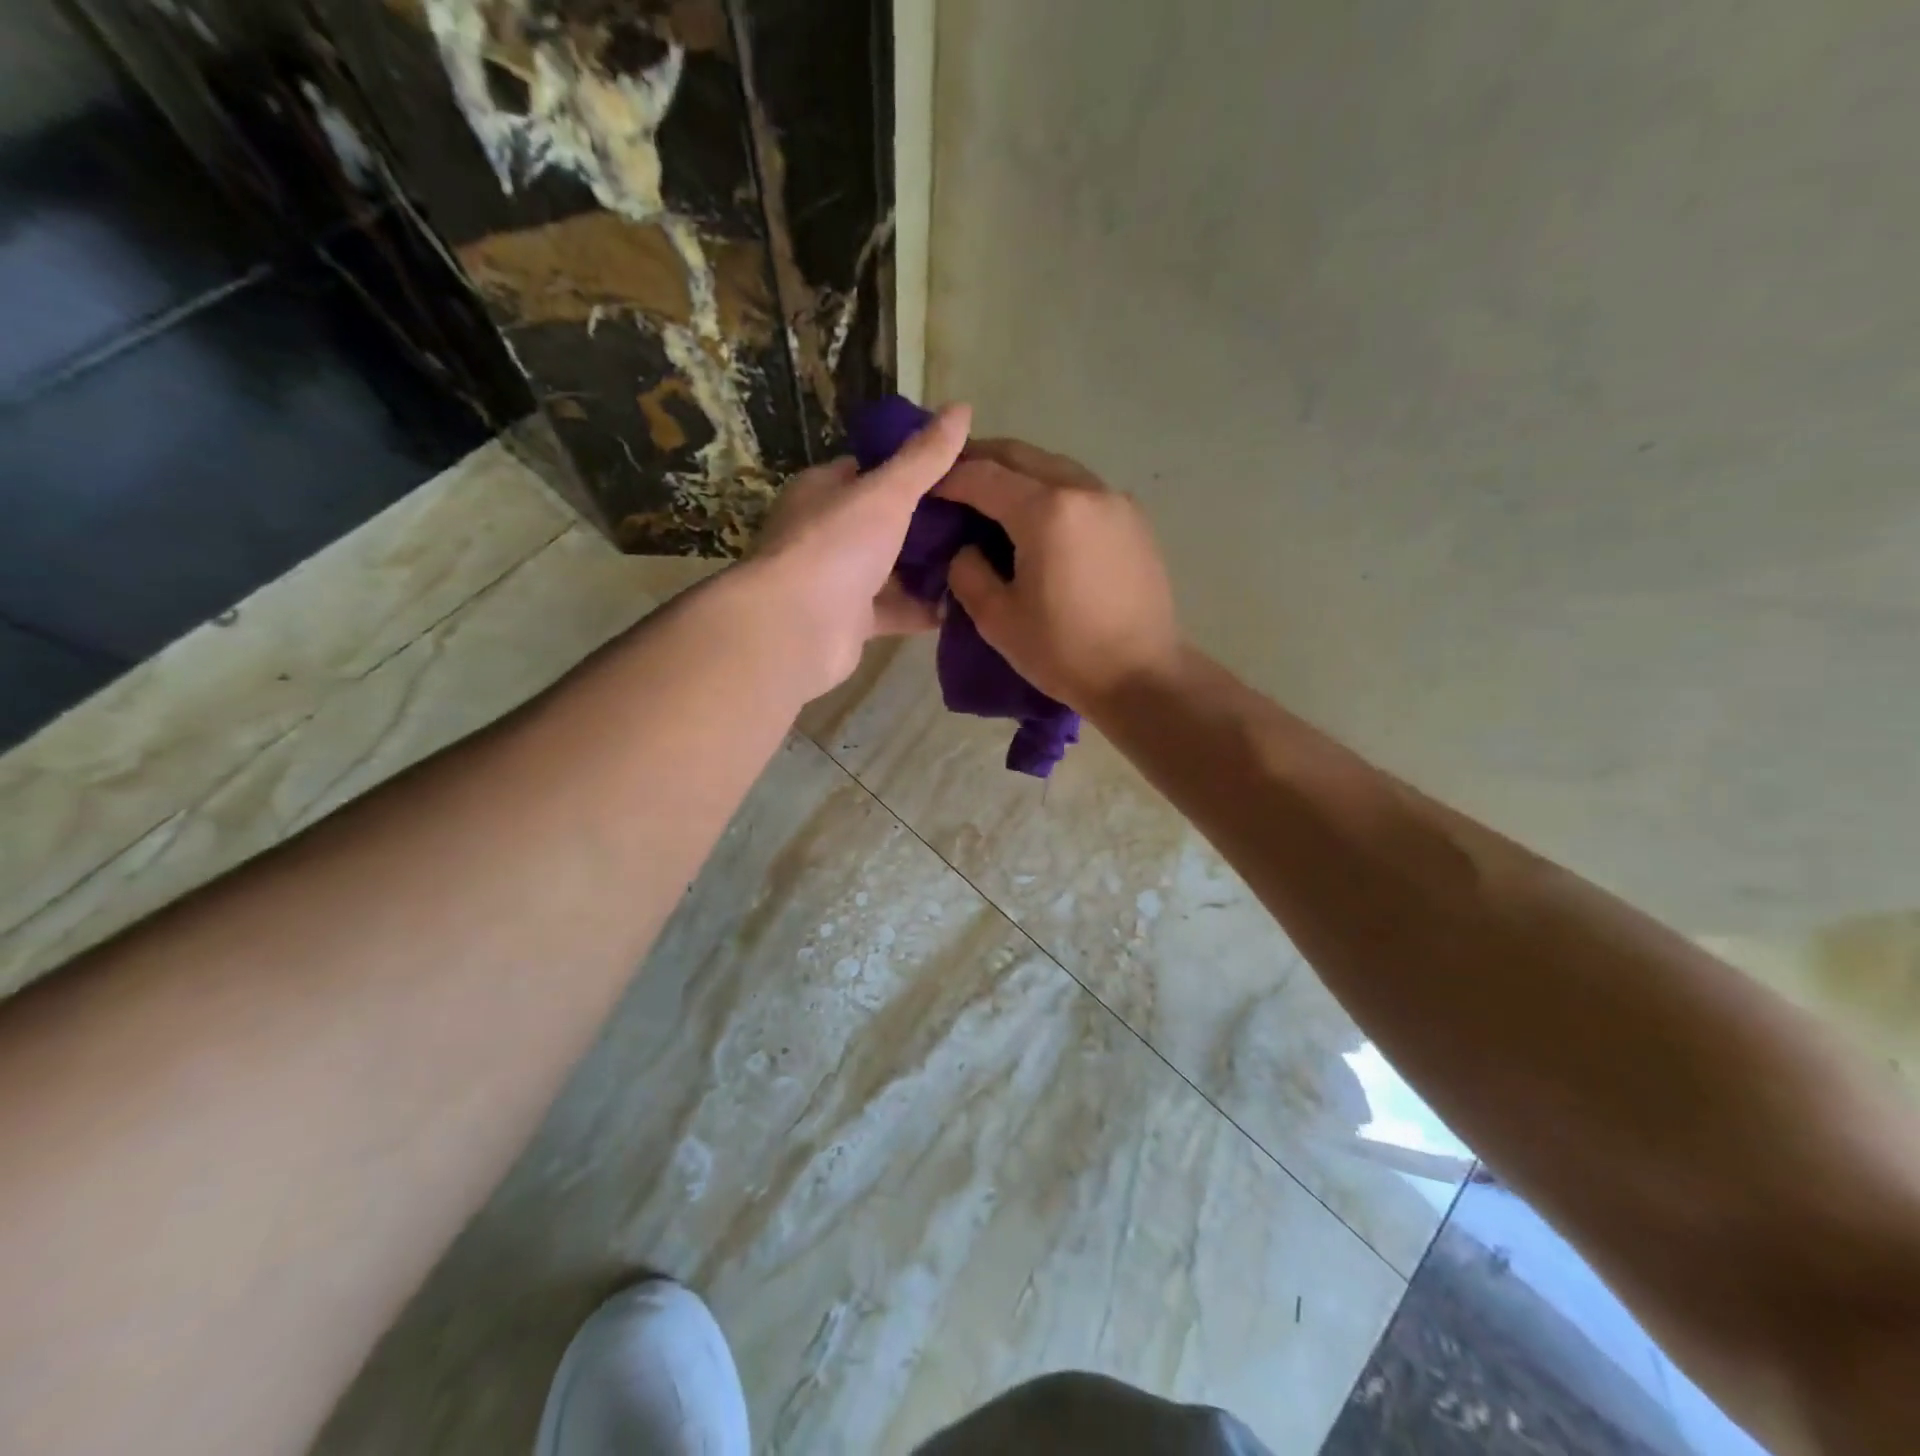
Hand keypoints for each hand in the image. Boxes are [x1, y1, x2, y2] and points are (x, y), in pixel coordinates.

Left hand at [748, 403, 971, 694]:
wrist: (797, 627)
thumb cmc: (836, 545)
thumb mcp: (887, 492)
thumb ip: (925, 457)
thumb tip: (962, 408)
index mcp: (824, 491)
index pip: (870, 469)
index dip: (913, 467)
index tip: (959, 470)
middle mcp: (828, 533)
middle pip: (886, 522)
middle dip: (930, 522)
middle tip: (981, 518)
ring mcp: (839, 579)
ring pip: (893, 569)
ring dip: (931, 568)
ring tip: (982, 559)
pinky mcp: (852, 621)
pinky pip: (896, 609)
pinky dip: (925, 608)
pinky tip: (965, 603)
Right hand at [934, 438, 1180, 715]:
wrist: (1142, 676)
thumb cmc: (1064, 652)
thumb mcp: (997, 619)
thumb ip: (968, 573)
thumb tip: (966, 550)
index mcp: (1047, 512)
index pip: (985, 476)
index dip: (950, 478)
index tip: (927, 487)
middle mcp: (1084, 490)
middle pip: (1023, 456)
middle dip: (984, 459)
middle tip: (954, 477)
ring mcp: (1115, 501)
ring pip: (1056, 467)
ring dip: (1020, 473)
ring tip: (993, 497)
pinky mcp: (1134, 520)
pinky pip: (1082, 489)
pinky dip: (1052, 491)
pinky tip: (1040, 518)